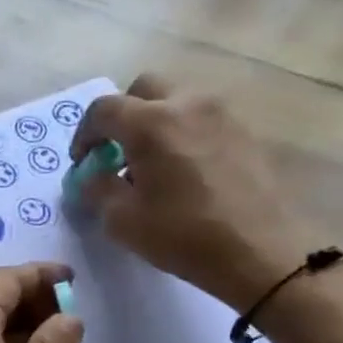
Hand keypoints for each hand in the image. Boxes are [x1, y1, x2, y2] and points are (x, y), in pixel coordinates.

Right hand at [70, 73, 319, 309]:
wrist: (259, 251)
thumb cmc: (183, 236)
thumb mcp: (123, 221)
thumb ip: (98, 189)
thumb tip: (93, 176)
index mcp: (151, 123)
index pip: (103, 110)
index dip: (84, 134)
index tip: (82, 162)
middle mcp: (187, 104)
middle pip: (143, 90)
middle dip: (122, 116)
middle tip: (115, 153)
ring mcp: (222, 114)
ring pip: (176, 101)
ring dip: (154, 123)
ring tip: (151, 165)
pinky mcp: (245, 131)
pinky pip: (202, 119)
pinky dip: (182, 134)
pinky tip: (183, 172)